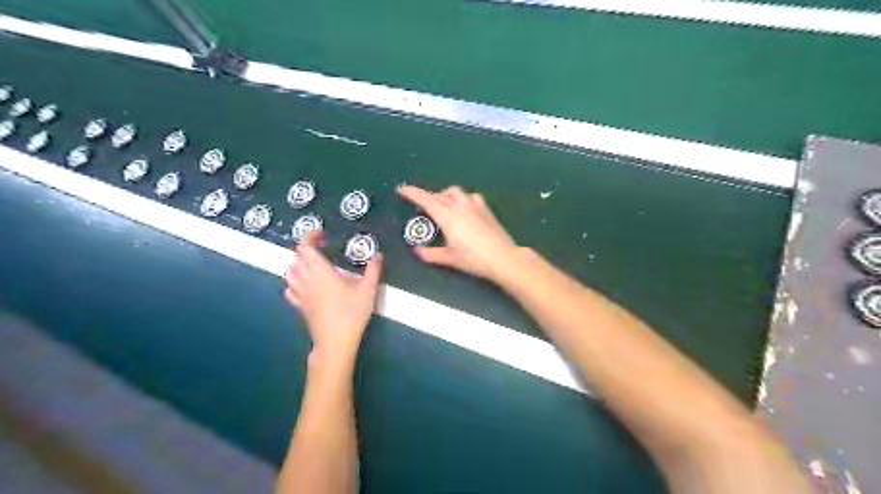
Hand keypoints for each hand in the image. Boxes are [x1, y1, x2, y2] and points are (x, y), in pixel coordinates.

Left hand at [287, 227, 381, 361]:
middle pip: (296, 258)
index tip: (320, 233)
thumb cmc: (352, 313)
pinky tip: (304, 285)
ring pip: (289, 273)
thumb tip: (378, 255)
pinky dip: (293, 282)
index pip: (305, 248)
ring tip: (311, 264)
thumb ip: (373, 270)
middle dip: (305, 249)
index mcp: (322, 272)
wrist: (336, 341)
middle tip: (321, 248)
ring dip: (297, 264)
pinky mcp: (299, 306)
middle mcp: (307, 280)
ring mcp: (301, 294)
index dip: (309, 236)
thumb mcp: (368, 290)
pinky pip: (289, 289)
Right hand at [397, 186, 517, 281]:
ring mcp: (474, 204)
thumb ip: (431, 254)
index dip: (412, 193)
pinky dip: (461, 199)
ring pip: (455, 192)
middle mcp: (459, 206)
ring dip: (445, 196)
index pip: (426, 200)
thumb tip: (417, 251)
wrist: (503, 257)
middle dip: (428, 198)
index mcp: (447, 217)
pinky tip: (463, 210)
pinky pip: (469, 197)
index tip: (401, 189)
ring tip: (443, 208)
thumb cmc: (474, 259)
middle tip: (423, 209)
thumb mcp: (449, 258)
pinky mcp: (485, 208)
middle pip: (439, 195)